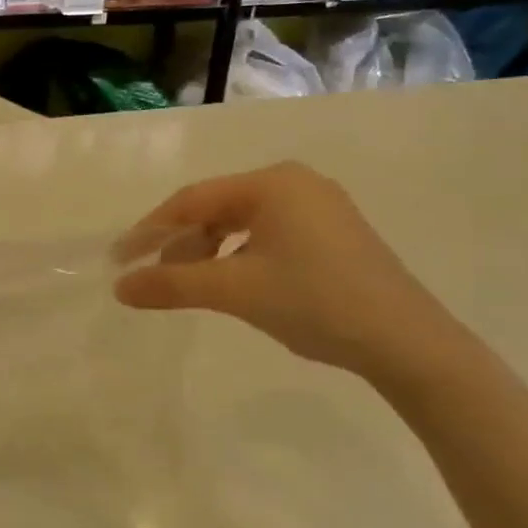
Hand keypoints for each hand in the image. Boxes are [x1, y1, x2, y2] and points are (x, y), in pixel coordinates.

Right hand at [112, 162, 464, 382]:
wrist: (409, 343)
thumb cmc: (315, 302)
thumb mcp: (234, 291)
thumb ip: (171, 285)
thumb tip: (120, 288)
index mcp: (272, 183)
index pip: (192, 200)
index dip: (150, 230)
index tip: (119, 260)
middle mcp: (295, 183)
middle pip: (216, 209)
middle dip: (179, 243)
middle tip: (153, 277)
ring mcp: (318, 208)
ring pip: (241, 224)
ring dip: (207, 253)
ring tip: (187, 286)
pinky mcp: (332, 234)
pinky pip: (266, 236)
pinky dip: (237, 257)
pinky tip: (231, 283)